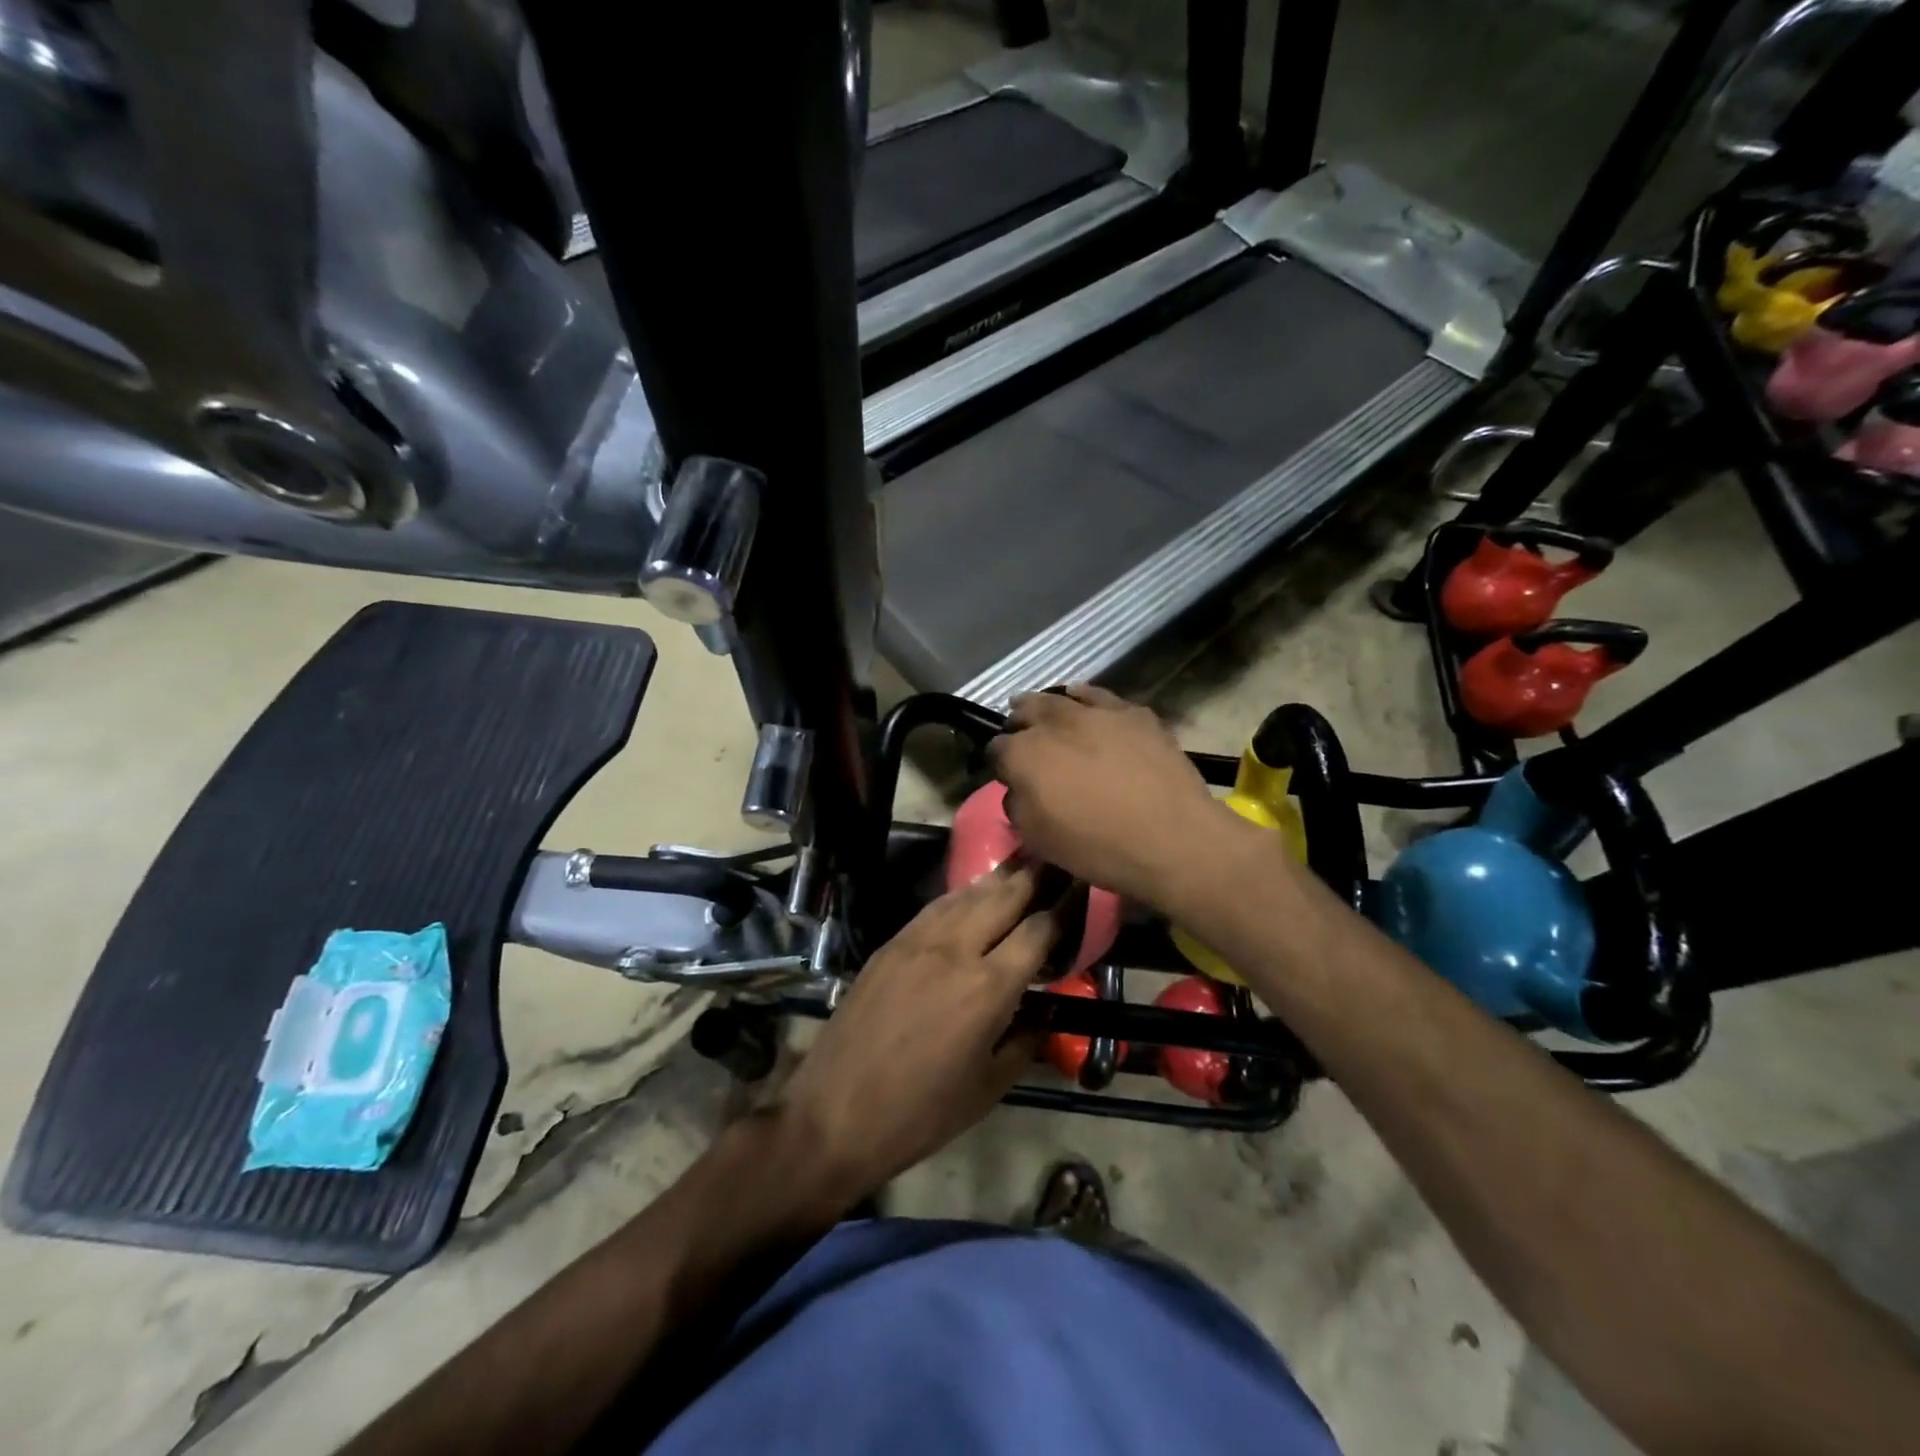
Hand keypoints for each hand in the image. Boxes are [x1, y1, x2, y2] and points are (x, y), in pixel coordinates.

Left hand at [777, 864, 1054, 1203]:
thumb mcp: (989, 1086)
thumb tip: (1046, 1006)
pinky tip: (973, 892)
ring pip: (969, 893)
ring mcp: (919, 940)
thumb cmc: (922, 1112)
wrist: (836, 1112)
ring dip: (1001, 876)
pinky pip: (936, 906)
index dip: (1065, 906)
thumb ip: (1026, 1038)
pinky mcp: (891, 943)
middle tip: (1058, 857)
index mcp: (989, 987)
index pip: (1038, 930)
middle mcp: (957, 949)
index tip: (1082, 888)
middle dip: (1036, 875)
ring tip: (1024, 861)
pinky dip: (963, 894)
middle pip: (1005, 896)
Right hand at [987, 685, 1231, 912]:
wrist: (1171, 839)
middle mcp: (1054, 724)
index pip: (996, 749)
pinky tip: (1084, 701)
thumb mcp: (1039, 840)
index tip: (1006, 774)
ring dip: (1047, 706)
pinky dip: (1086, 698)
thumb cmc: (1097, 847)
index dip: (999, 762)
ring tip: (1045, 712)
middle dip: (1019, 723)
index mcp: (1024, 755)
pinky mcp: (1132, 712)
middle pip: (1026, 711)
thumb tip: (1019, 789)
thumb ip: (1018, 806)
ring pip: (1061, 698)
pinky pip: (1100, 697)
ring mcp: (1096, 713)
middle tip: (1022, 735)